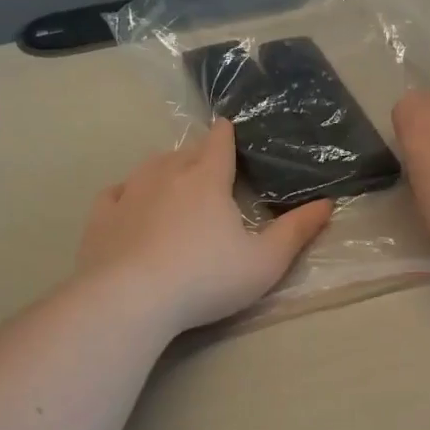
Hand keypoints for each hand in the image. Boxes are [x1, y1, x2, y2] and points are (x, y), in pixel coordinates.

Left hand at [77, 120, 333, 333]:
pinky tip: (129, 203)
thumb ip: (296, 231)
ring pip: (149, 167)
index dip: (226, 134)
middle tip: (208, 169)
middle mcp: (165, 174)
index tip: (228, 130)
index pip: (219, 142)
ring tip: (172, 182)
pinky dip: (127, 193)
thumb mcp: (265, 262)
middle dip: (197, 154)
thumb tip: (327, 203)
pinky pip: (115, 193)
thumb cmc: (207, 279)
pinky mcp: (101, 217)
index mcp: (207, 179)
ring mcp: (129, 193)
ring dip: (163, 169)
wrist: (132, 299)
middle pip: (184, 152)